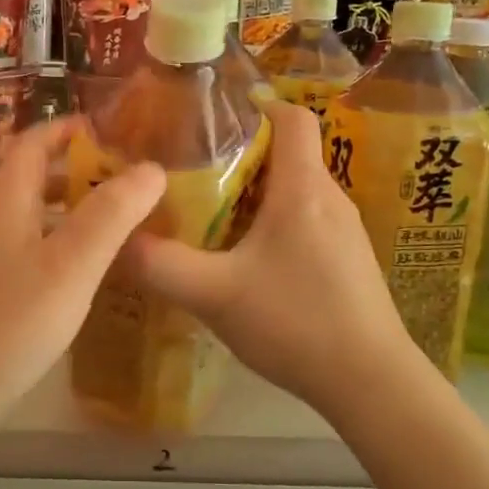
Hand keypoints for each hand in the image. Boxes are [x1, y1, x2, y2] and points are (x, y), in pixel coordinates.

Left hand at [0, 117, 164, 454]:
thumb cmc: (11, 323)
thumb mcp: (70, 265)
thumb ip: (111, 215)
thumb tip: (151, 168)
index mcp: (7, 206)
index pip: (30, 146)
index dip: (64, 130)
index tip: (104, 128)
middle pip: (32, 182)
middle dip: (77, 172)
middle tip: (125, 181)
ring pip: (33, 220)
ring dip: (72, 212)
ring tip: (118, 225)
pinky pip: (31, 253)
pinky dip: (62, 247)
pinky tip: (87, 274)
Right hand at [120, 99, 412, 409]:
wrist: (371, 383)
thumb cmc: (295, 323)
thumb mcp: (214, 294)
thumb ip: (160, 265)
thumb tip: (117, 240)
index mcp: (303, 188)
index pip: (291, 115)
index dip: (254, 105)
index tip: (209, 118)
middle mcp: (330, 198)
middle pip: (285, 153)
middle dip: (238, 154)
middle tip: (189, 171)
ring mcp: (344, 230)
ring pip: (293, 189)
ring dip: (252, 193)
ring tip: (207, 213)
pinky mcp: (347, 259)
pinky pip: (304, 220)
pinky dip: (271, 222)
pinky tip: (243, 258)